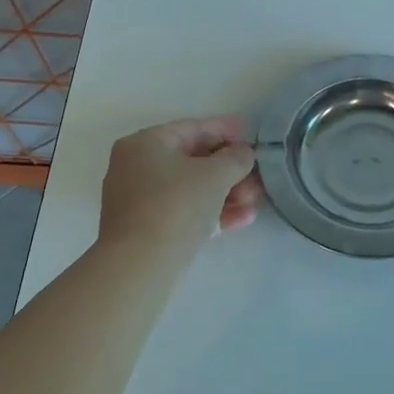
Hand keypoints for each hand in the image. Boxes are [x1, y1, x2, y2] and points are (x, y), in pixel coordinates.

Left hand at [98, 116, 262, 250]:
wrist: (141, 264)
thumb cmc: (176, 205)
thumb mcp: (214, 175)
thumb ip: (235, 158)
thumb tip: (243, 153)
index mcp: (144, 144)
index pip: (191, 129)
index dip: (224, 129)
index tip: (249, 132)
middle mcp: (136, 167)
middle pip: (192, 161)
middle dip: (230, 169)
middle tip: (258, 175)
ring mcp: (139, 201)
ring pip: (191, 189)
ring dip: (226, 192)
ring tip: (255, 200)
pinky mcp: (147, 229)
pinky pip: (185, 212)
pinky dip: (212, 211)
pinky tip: (243, 218)